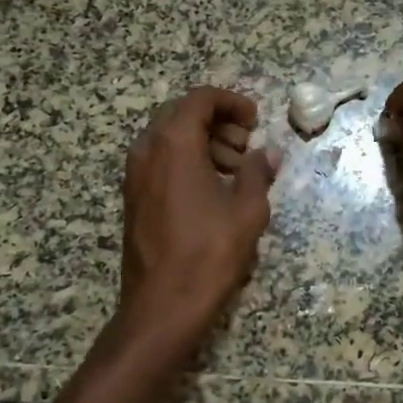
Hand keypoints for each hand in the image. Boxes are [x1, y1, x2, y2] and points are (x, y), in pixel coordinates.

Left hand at [119, 86, 279, 341]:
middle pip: (182, 115)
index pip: (200, 99)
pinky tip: (212, 190)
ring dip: (203, 142)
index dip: (232, 102)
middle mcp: (147, 150)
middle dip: (218, 123)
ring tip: (234, 171)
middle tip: (246, 146)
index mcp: (174, 143)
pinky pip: (160, 161)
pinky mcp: (133, 197)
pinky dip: (186, 162)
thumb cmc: (210, 253)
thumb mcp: (247, 210)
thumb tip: (268, 154)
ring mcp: (134, 174)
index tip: (255, 121)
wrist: (163, 304)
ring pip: (169, 138)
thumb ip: (258, 173)